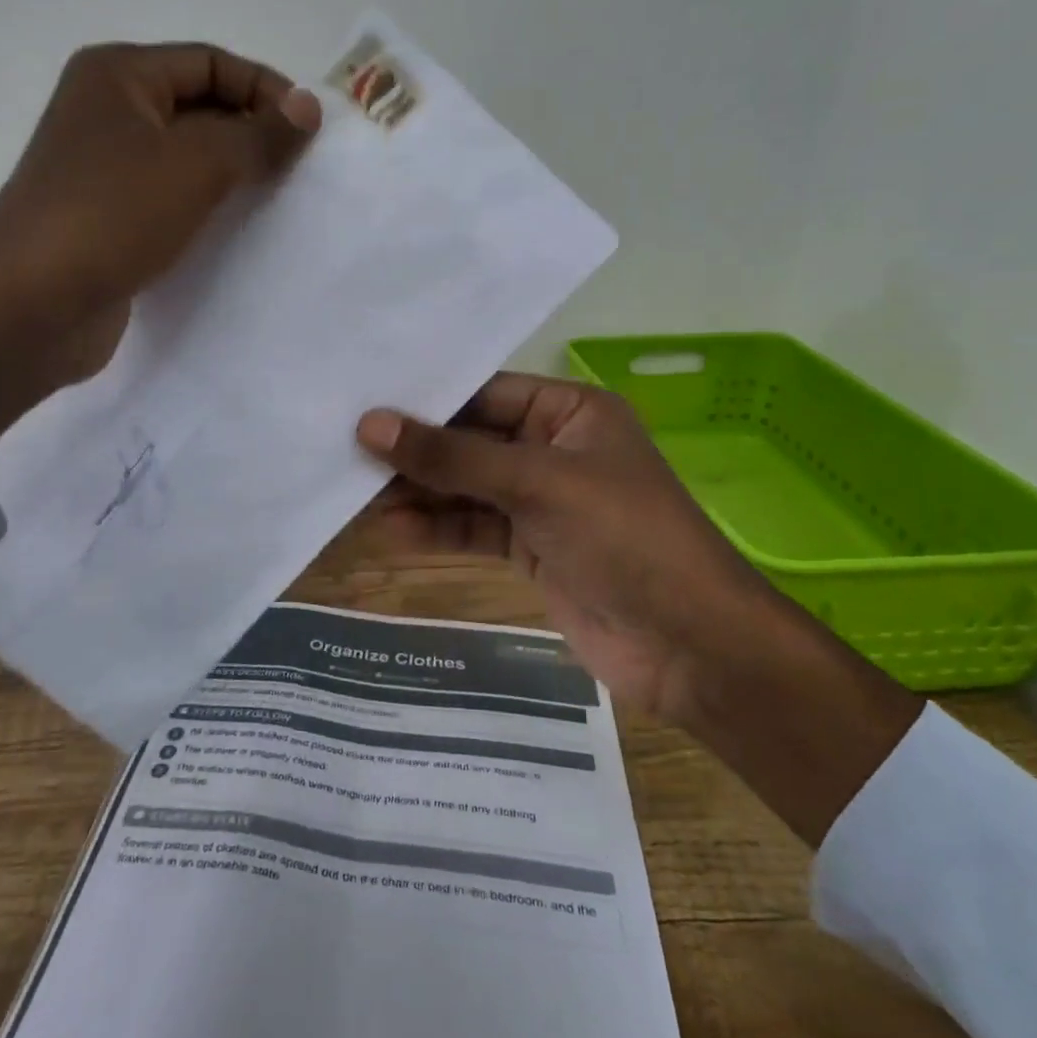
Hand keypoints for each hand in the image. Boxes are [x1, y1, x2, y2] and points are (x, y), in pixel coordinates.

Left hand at [0, 43, 319, 452]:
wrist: (33, 305)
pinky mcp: (109, 219)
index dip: (265, 89)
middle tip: (301, 170)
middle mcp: (107, 112)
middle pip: (199, 106)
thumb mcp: (198, 164)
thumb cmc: (114, 215)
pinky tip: (238, 232)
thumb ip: (259, 135)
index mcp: (119, 75)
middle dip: (252, 133)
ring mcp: (104, 170)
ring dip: (233, 174)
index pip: (211, 62)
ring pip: (187, 158)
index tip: (312, 132)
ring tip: (279, 200)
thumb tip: (308, 107)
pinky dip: (207, 209)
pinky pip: (172, 200)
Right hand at [356, 376, 752, 719]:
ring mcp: (541, 500)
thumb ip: (452, 456)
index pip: (485, 391)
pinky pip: (473, 527)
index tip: (365, 403)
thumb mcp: (535, 483)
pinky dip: (436, 528)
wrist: (689, 646)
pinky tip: (391, 530)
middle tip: (347, 450)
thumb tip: (370, 425)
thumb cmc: (623, 537)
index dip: (427, 400)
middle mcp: (553, 448)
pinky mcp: (530, 546)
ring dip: (419, 492)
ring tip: (355, 494)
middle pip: (470, 440)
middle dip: (416, 451)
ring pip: (466, 486)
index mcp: (570, 412)